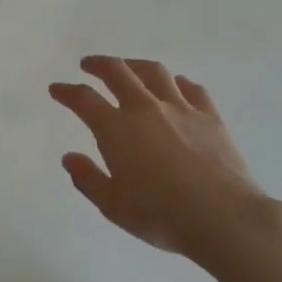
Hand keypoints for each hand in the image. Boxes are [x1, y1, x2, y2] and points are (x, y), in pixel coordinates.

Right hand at [50, 56, 281, 257]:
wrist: (224, 217)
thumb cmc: (162, 216)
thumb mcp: (113, 206)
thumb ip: (88, 179)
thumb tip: (69, 157)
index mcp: (116, 129)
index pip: (84, 99)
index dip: (67, 91)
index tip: (57, 89)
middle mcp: (145, 108)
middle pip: (118, 72)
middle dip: (98, 64)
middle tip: (89, 65)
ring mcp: (180, 108)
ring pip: (154, 72)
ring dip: (135, 65)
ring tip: (129, 67)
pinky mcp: (209, 116)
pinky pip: (191, 88)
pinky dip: (177, 82)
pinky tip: (175, 86)